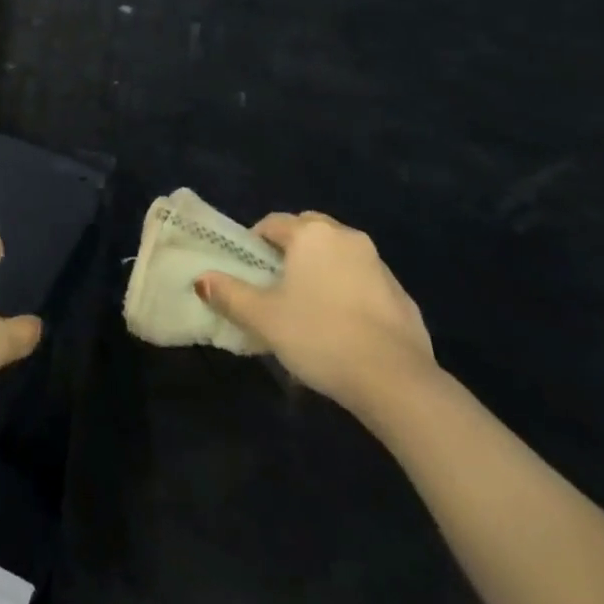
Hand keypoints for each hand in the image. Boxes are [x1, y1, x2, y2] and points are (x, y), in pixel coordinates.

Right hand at [196, 211, 437, 417]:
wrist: (396, 380)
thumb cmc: (320, 336)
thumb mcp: (264, 318)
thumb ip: (230, 294)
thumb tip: (201, 279)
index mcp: (311, 234)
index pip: (273, 223)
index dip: (255, 242)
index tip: (248, 270)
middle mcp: (346, 237)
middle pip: (309, 231)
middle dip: (291, 249)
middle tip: (277, 283)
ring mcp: (379, 265)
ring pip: (340, 255)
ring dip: (323, 270)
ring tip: (310, 308)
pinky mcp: (402, 296)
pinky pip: (365, 283)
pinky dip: (350, 293)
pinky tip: (344, 328)